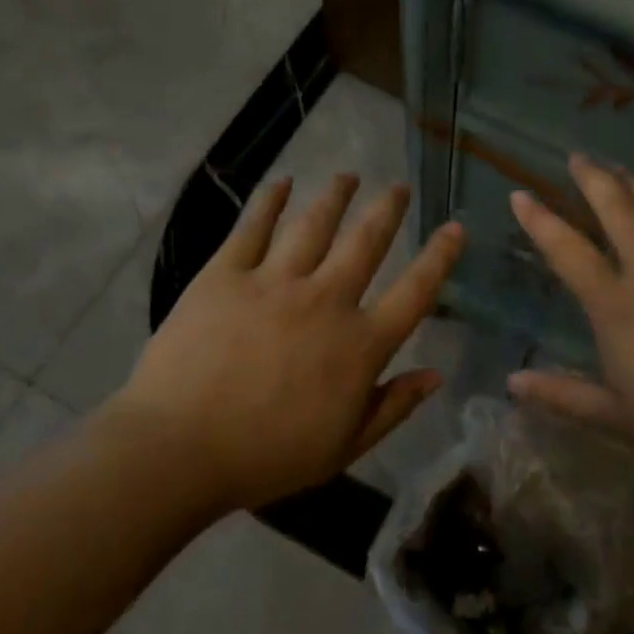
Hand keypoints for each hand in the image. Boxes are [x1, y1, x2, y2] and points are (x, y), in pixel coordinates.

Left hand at [108, 175, 463, 510]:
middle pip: (366, 242)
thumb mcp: (343, 448)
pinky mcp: (226, 275)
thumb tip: (436, 374)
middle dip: (387, 210)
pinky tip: (282, 182)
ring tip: (349, 176)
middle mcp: (325, 300)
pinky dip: (269, 201)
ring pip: (314, 225)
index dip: (439, 258)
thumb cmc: (266, 457)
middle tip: (400, 186)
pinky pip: (253, 228)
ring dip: (335, 196)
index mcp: (358, 345)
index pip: (413, 293)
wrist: (179, 450)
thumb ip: (393, 408)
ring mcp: (274, 282)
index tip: (455, 228)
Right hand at [506, 154, 633, 471]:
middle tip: (579, 157)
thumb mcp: (615, 414)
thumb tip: (512, 381)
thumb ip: (561, 395)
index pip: (567, 250)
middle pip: (617, 208)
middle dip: (593, 177)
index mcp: (616, 305)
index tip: (520, 195)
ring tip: (622, 168)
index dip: (539, 220)